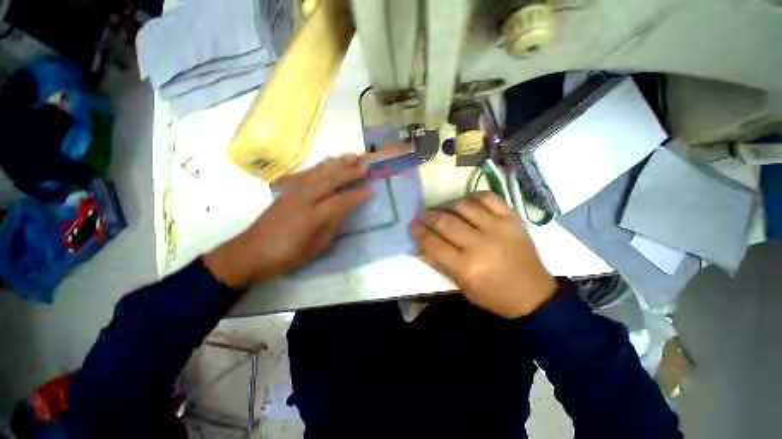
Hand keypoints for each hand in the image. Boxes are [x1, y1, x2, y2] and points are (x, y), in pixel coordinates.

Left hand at [203, 155, 370, 288]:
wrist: (250, 251)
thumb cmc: (285, 256)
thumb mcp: (313, 249)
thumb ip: (330, 228)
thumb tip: (340, 211)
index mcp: (311, 217)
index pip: (340, 202)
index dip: (356, 196)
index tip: (370, 191)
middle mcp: (303, 199)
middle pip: (330, 180)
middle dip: (350, 171)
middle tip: (365, 164)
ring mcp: (293, 192)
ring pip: (319, 172)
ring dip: (337, 163)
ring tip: (352, 156)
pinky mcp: (287, 190)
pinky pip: (307, 173)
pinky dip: (321, 165)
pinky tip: (329, 161)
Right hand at [410, 192, 556, 317]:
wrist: (534, 294)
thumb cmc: (494, 296)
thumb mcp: (462, 287)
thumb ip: (440, 264)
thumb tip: (420, 247)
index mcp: (467, 267)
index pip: (434, 244)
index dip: (419, 233)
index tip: (412, 226)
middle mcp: (481, 244)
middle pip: (445, 222)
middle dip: (428, 217)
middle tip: (422, 216)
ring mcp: (498, 228)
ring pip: (463, 206)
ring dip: (446, 205)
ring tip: (441, 209)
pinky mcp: (512, 219)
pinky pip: (488, 198)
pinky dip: (472, 197)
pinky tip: (465, 202)